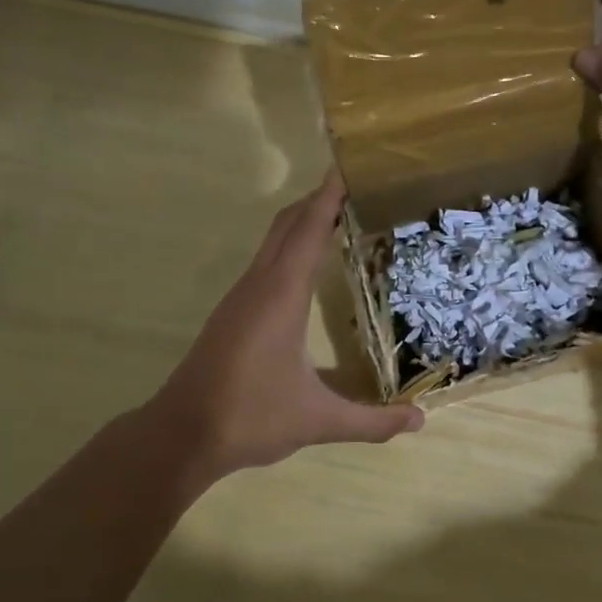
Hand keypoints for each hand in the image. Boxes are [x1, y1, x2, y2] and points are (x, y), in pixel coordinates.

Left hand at [150, 171, 423, 488]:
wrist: (182, 435)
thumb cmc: (250, 417)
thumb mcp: (318, 420)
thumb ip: (371, 421)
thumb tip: (419, 420)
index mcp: (281, 295)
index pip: (309, 229)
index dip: (330, 196)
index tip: (351, 166)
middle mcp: (259, 285)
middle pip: (288, 224)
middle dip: (319, 200)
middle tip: (359, 189)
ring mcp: (240, 297)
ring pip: (273, 241)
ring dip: (303, 222)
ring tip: (341, 220)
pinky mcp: (232, 312)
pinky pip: (266, 262)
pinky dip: (290, 247)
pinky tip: (307, 269)